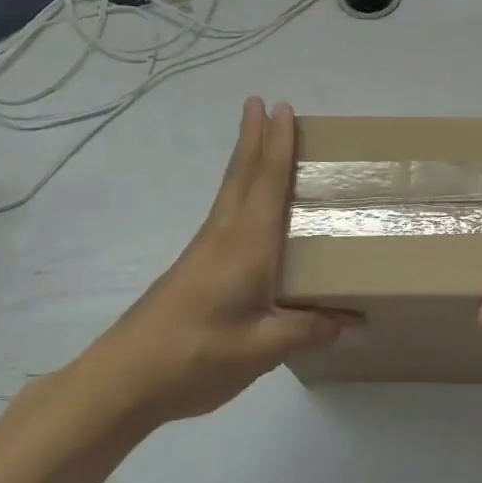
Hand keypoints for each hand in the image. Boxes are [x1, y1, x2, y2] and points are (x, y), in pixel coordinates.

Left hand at [83, 99, 349, 426]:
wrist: (124, 380)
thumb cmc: (198, 355)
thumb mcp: (264, 348)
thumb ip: (311, 329)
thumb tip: (358, 321)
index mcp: (248, 244)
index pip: (267, 182)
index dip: (277, 144)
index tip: (281, 107)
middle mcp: (226, 236)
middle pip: (243, 175)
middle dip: (254, 137)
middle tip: (261, 102)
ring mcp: (205, 251)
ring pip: (231, 191)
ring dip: (245, 159)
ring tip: (258, 139)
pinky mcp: (195, 267)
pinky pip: (225, 212)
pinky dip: (239, 190)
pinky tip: (246, 207)